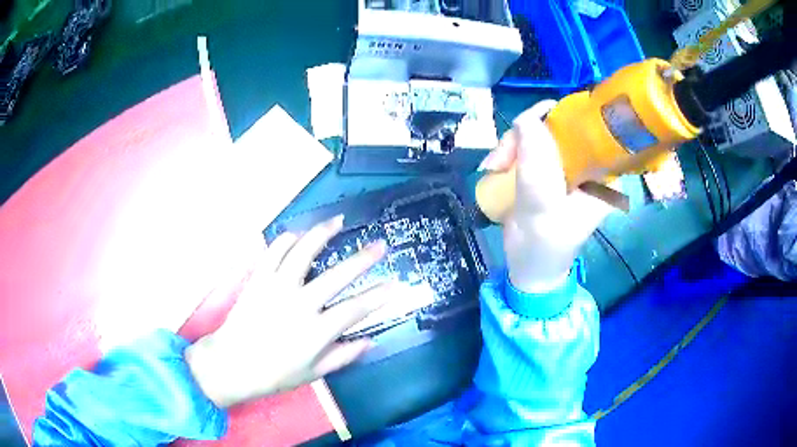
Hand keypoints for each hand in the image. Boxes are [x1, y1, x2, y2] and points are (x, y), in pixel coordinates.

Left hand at [185, 215, 394, 407]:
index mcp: (317, 331)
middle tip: (379, 244)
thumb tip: (370, 341)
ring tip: (338, 220)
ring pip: (303, 252)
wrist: (232, 364)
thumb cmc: (275, 373)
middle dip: (363, 259)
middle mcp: (300, 304)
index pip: (356, 309)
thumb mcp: (314, 373)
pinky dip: (287, 239)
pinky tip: (298, 233)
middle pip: (338, 276)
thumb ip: (343, 356)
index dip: (378, 296)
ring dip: (323, 233)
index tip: (394, 284)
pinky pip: (274, 251)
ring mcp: (277, 288)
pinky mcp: (258, 279)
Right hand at [479, 101, 613, 292]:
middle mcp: (588, 165)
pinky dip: (508, 152)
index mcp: (602, 176)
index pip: (588, 130)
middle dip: (525, 136)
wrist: (529, 269)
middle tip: (501, 160)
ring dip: (511, 146)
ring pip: (538, 133)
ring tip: (493, 168)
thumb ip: (537, 168)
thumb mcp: (542, 211)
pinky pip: (527, 145)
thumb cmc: (544, 249)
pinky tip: (494, 168)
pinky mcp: (546, 168)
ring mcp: (566, 165)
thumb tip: (526, 119)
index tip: (527, 127)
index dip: (559, 118)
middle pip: (559, 127)